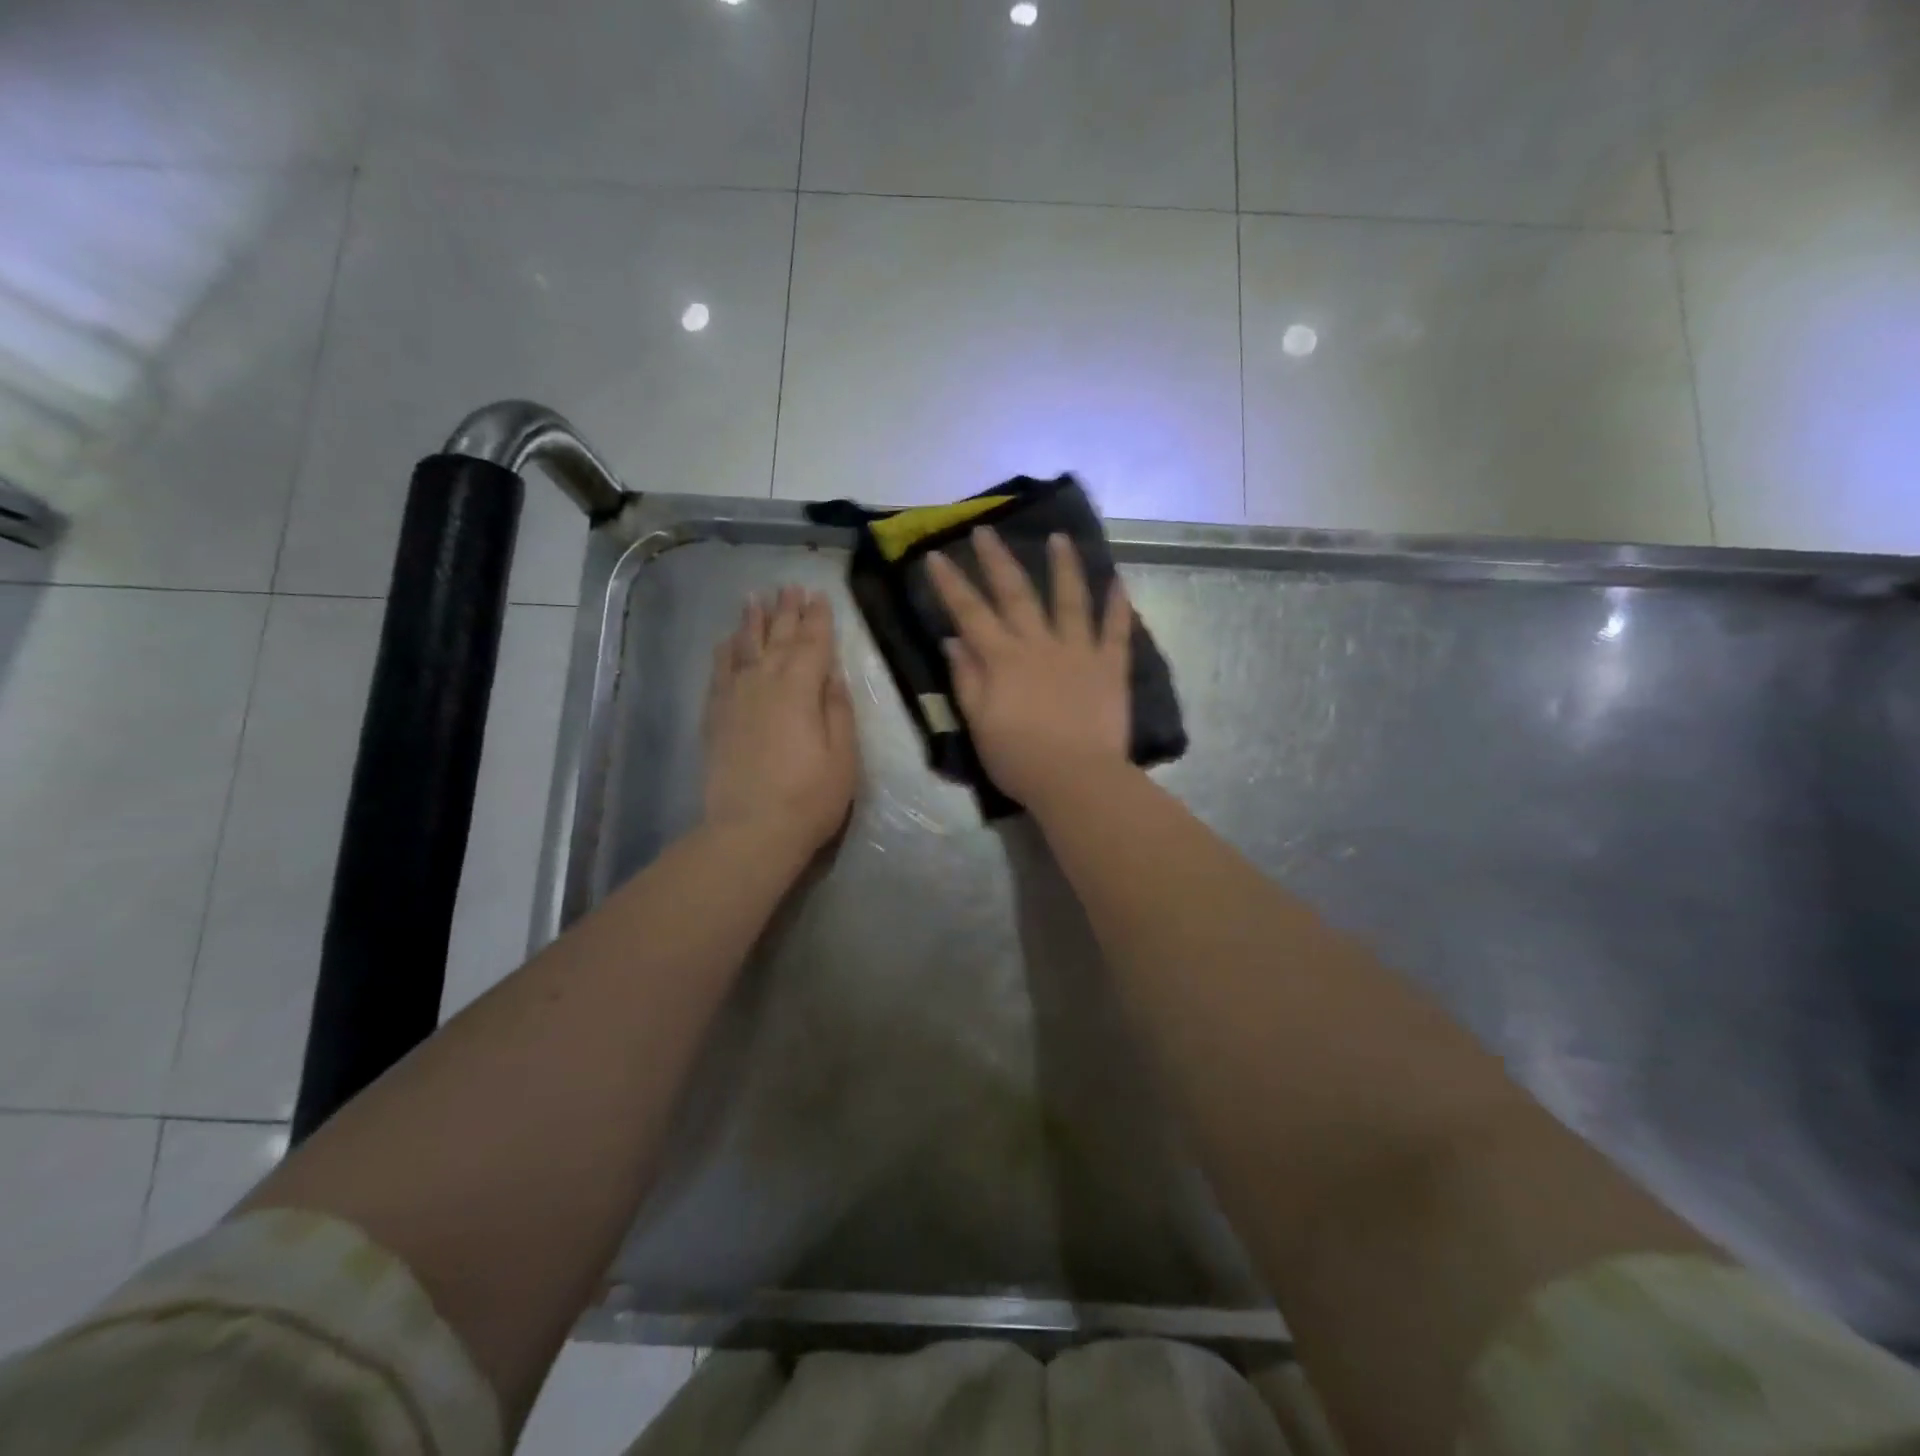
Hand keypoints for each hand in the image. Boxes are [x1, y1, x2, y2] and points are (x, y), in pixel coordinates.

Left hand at [703, 586, 859, 854]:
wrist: (750, 830)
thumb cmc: (810, 796)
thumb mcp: (843, 755)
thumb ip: (837, 709)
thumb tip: (831, 674)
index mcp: (801, 688)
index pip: (812, 642)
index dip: (817, 618)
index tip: (817, 594)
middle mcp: (765, 681)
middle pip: (777, 637)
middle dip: (786, 611)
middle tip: (789, 587)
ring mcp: (735, 697)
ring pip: (744, 647)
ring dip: (752, 621)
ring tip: (755, 598)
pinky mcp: (715, 716)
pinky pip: (719, 672)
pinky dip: (724, 652)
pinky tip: (726, 641)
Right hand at [926, 526, 1132, 806]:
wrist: (1076, 779)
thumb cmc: (1019, 759)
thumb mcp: (979, 724)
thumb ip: (966, 680)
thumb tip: (954, 641)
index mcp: (1003, 659)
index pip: (970, 613)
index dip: (952, 584)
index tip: (938, 555)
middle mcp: (1039, 645)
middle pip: (1017, 594)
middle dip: (998, 560)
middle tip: (987, 530)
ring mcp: (1078, 652)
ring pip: (1071, 600)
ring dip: (1064, 567)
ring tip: (1059, 538)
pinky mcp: (1110, 667)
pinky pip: (1116, 631)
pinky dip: (1118, 606)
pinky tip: (1119, 582)